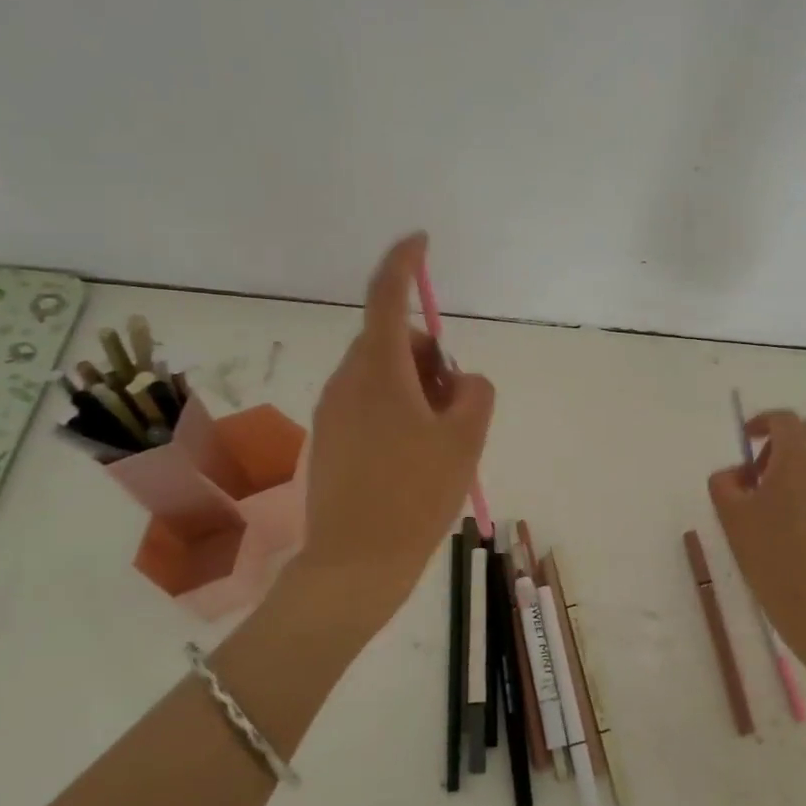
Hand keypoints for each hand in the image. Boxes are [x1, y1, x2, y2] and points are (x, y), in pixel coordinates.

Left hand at [292, 232, 494, 631]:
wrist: (355, 564)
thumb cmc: (415, 496)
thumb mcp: (465, 441)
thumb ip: (475, 393)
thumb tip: (461, 380)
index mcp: (379, 372)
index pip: (388, 297)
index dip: (404, 262)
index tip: (420, 242)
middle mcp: (348, 381)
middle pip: (393, 341)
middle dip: (430, 356)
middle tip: (456, 404)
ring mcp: (334, 411)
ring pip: (383, 373)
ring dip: (416, 386)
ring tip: (439, 440)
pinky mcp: (330, 438)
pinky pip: (369, 402)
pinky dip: (398, 409)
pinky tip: (414, 457)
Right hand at [707, 410, 805, 668]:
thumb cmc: (771, 556)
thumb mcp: (731, 516)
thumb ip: (725, 482)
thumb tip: (737, 474)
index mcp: (798, 457)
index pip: (784, 419)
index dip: (761, 423)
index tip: (744, 440)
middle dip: (779, 441)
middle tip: (755, 471)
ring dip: (794, 463)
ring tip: (769, 501)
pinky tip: (791, 520)